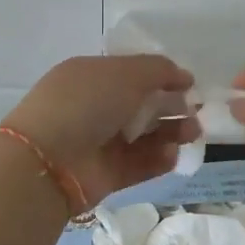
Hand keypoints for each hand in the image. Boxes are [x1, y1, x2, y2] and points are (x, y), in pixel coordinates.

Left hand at [0, 55, 198, 207]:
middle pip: (143, 105)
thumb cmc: (85, 103)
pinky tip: (172, 154)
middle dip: (172, 107)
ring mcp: (100, 142)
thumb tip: (184, 76)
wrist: (48, 161)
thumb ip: (159, 70)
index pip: (132, 73)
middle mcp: (95, 108)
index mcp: (91, 77)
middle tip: (196, 112)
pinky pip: (140, 163)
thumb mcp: (125, 73)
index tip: (189, 84)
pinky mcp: (107, 174)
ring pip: (145, 135)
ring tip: (192, 133)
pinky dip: (158, 159)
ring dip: (172, 132)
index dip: (161, 77)